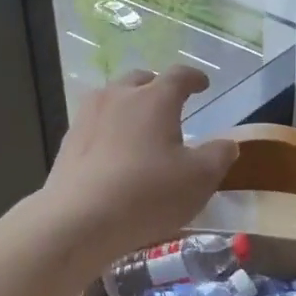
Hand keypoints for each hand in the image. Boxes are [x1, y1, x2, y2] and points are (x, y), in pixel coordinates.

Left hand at [41, 67, 238, 261]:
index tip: (203, 84)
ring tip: (140, 126)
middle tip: (169, 104)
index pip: (179, 76)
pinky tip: (114, 152)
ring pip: (113, 98)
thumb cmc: (148, 193)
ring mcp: (88, 116)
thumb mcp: (199, 179)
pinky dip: (109, 129)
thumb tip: (226, 143)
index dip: (194, 78)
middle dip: (157, 87)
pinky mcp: (69, 140)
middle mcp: (119, 96)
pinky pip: (95, 123)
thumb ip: (218, 156)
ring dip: (129, 105)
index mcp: (155, 98)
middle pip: (141, 80)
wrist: (79, 220)